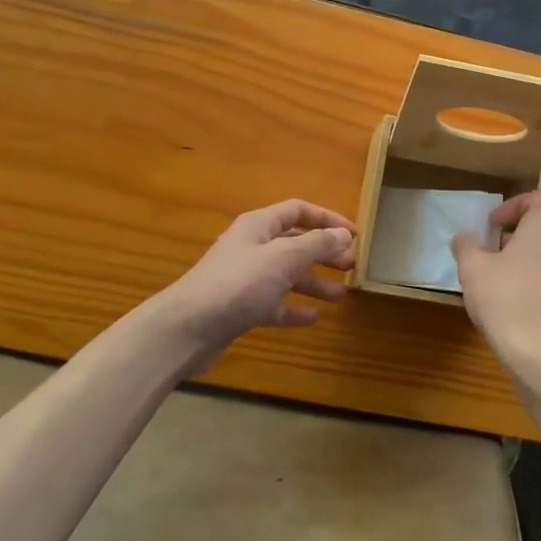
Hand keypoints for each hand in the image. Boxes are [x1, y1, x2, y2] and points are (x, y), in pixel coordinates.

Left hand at [160, 200, 356, 370]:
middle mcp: (252, 247)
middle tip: (351, 265)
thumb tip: (343, 235)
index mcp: (259, 226)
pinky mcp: (240, 308)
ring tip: (341, 294)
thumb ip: (316, 244)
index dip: (327, 219)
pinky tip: (314, 318)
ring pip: (286, 275)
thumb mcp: (283, 258)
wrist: (187, 329)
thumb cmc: (238, 284)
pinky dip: (294, 308)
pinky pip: (274, 304)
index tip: (354, 234)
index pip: (298, 211)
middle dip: (323, 252)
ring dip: (313, 282)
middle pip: (294, 243)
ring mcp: (245, 279)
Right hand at [451, 190, 540, 375]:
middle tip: (496, 255)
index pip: (540, 198)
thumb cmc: (507, 301)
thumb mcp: (473, 270)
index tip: (494, 226)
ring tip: (510, 284)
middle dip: (523, 237)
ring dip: (537, 262)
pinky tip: (528, 310)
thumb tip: (465, 238)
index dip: (515, 206)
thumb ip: (467, 246)